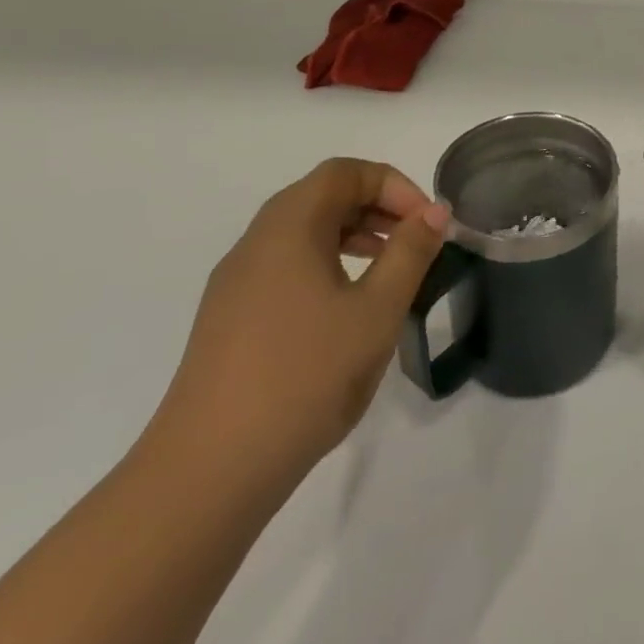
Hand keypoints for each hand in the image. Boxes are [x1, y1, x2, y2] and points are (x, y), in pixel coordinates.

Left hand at [143, 158, 448, 495]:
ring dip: (353, 234)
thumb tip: (434, 212)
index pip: (344, 173)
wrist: (209, 471)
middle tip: (415, 240)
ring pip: (302, 232)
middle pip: (321, 195)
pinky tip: (348, 308)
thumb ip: (410, 253)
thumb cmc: (305, 376)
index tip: (426, 223)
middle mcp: (255, 244)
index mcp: (288, 229)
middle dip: (377, 206)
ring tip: (391, 269)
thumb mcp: (376, 310)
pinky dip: (327, 263)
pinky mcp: (229, 319)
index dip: (393, 184)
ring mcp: (236, 284)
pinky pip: (285, 265)